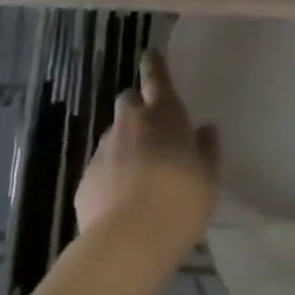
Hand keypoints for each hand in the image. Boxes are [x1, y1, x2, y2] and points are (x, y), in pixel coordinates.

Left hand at [75, 49, 218, 280]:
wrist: (128, 242)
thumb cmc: (180, 201)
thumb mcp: (208, 177)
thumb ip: (207, 149)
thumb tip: (205, 130)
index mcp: (163, 115)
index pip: (156, 76)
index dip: (155, 64)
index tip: (151, 53)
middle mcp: (130, 123)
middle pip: (129, 102)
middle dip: (138, 109)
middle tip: (154, 131)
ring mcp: (103, 150)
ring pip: (114, 136)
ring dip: (126, 145)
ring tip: (141, 175)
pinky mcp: (85, 180)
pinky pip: (102, 168)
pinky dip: (111, 176)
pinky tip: (123, 202)